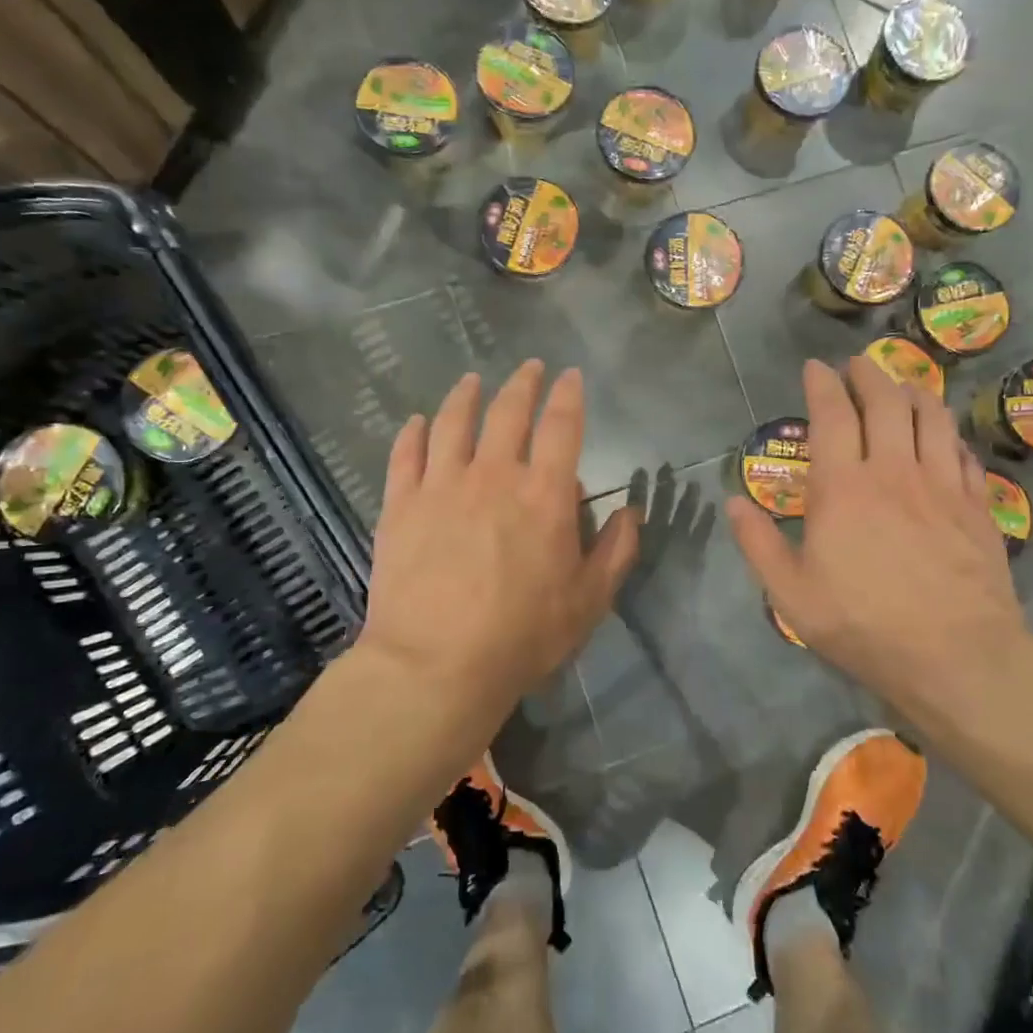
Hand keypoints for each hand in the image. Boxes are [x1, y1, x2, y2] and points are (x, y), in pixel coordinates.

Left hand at [358, 361, 639, 714]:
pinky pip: (406, 454)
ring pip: (453, 422)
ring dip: (465, 396)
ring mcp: (442, 485)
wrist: (436, 665)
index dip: (569, 396)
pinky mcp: (401, 504)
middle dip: (522, 384)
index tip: (570, 376)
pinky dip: (413, 432)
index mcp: (544, 494)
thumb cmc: (522, 635)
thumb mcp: (589, 601)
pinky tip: (417, 421)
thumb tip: (631, 512)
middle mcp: (494, 475)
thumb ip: (615, 551)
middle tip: (529, 368)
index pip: (562, 427)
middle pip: (508, 413)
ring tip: (472, 381)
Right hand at [725, 357, 1031, 721]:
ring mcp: (942, 485)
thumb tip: (733, 503)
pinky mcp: (978, 506)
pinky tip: (945, 440)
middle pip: (886, 402)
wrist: (957, 656)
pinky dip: (949, 437)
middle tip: (858, 366)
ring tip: (903, 388)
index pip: (832, 415)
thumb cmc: (864, 625)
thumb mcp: (792, 595)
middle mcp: (894, 471)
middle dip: (869, 375)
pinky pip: (964, 454)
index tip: (815, 367)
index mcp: (843, 487)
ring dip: (914, 393)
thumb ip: (759, 544)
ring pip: (932, 418)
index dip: (822, 384)